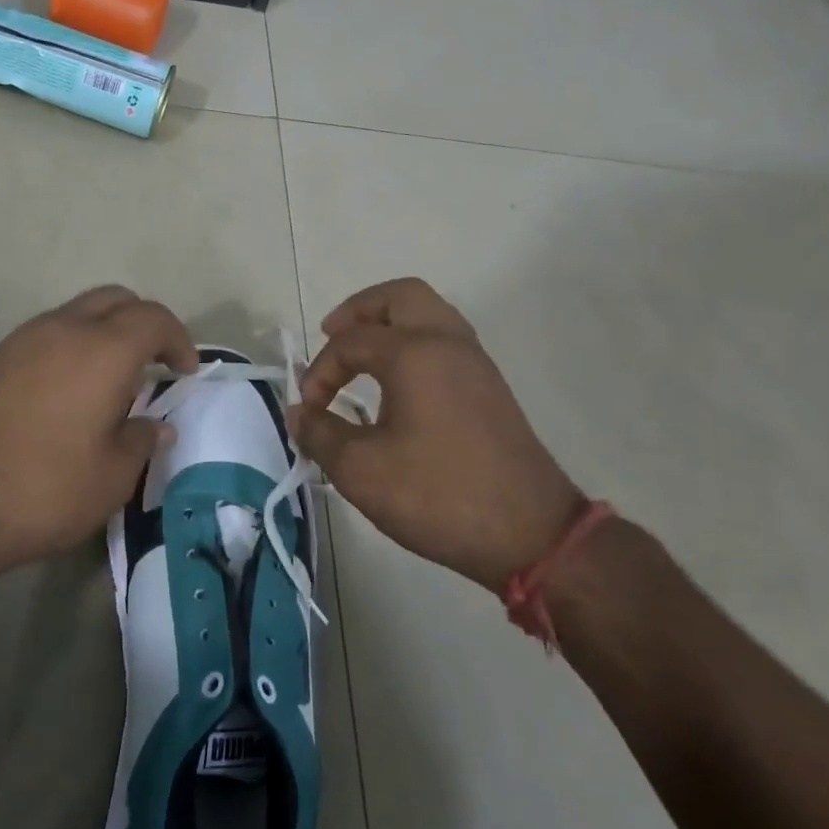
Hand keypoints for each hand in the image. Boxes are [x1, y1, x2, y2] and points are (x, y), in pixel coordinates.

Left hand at [0, 286, 196, 575]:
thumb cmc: (43, 489)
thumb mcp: (111, 477)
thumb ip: (141, 441)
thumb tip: (155, 425)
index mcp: (103, 350)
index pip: (154, 318)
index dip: (178, 340)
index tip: (184, 373)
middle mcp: (64, 329)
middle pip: (115, 299)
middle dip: (143, 323)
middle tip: (155, 365)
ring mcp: (24, 339)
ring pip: (78, 312)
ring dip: (106, 332)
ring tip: (114, 381)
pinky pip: (50, 333)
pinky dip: (74, 346)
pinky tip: (73, 391)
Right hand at [288, 278, 583, 589]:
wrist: (530, 532)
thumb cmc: (438, 495)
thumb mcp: (362, 471)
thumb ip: (320, 434)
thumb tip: (298, 413)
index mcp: (414, 353)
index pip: (350, 342)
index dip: (319, 372)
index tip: (309, 411)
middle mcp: (447, 342)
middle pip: (400, 296)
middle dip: (359, 310)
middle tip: (332, 335)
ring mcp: (475, 362)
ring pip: (428, 313)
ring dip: (389, 323)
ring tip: (361, 355)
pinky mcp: (489, 385)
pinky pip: (445, 338)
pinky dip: (414, 342)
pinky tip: (396, 381)